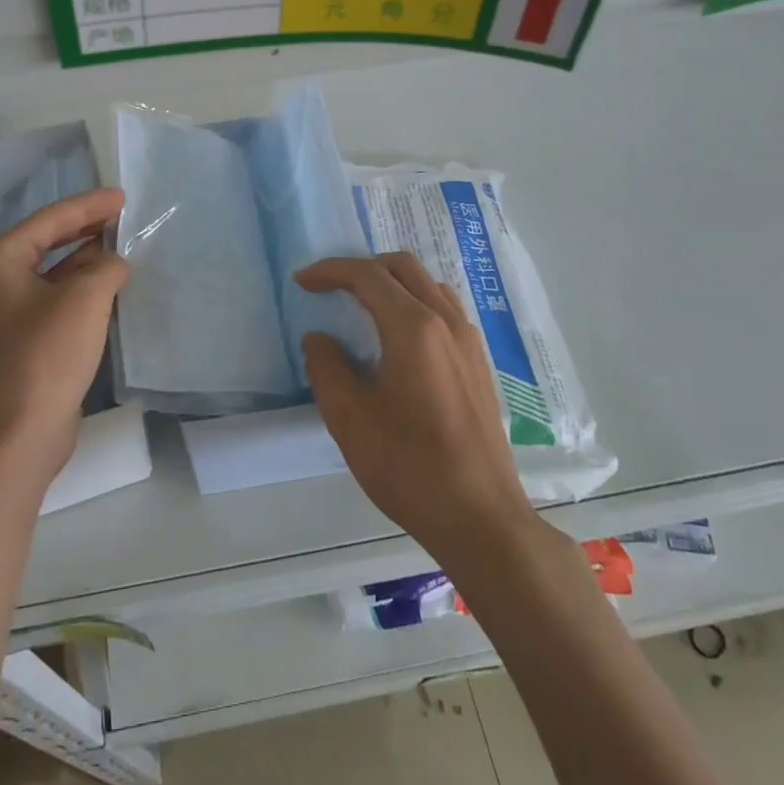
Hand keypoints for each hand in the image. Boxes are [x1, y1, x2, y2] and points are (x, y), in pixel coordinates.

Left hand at [0, 188, 128, 493]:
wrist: (16, 438)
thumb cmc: (44, 357)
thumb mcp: (84, 300)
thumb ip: (105, 267)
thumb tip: (114, 263)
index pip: (47, 221)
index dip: (87, 206)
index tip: (122, 197)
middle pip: (45, 243)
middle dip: (84, 229)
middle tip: (121, 216)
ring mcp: (3, 316)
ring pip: (50, 273)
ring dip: (84, 260)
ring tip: (121, 246)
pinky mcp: (19, 343)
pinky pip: (53, 301)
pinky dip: (80, 289)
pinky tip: (108, 286)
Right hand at [297, 253, 537, 565]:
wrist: (481, 517)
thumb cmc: (408, 466)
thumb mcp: (349, 419)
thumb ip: (327, 367)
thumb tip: (320, 339)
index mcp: (414, 328)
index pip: (368, 276)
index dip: (331, 271)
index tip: (302, 281)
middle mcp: (447, 321)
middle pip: (402, 267)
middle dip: (361, 267)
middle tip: (330, 288)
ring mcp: (469, 340)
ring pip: (428, 284)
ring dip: (391, 282)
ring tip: (362, 307)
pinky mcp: (478, 362)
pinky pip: (444, 309)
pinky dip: (414, 302)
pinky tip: (398, 337)